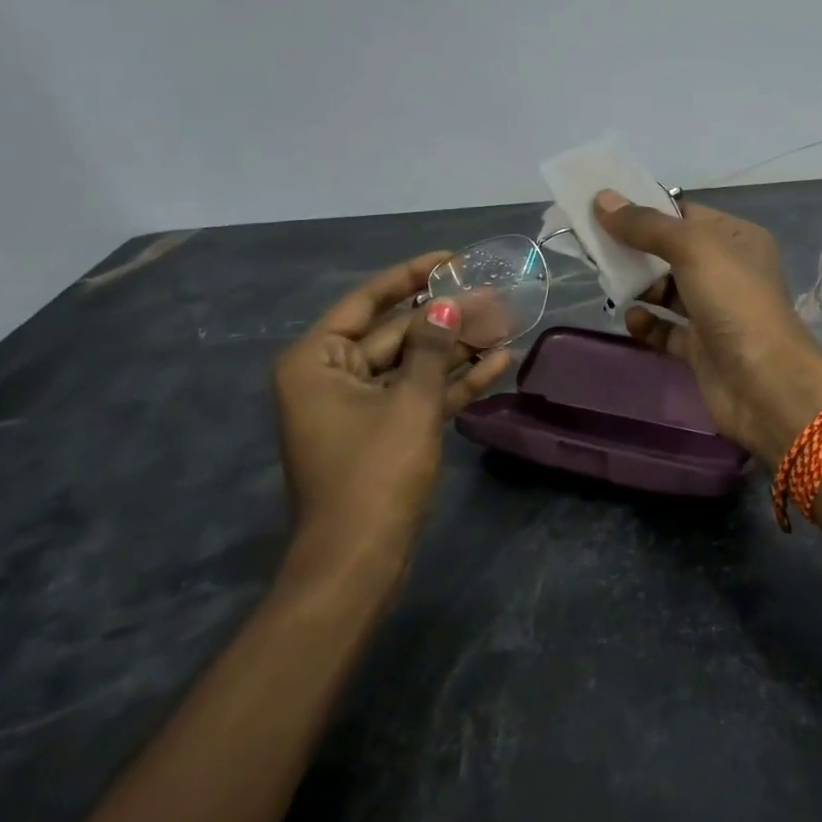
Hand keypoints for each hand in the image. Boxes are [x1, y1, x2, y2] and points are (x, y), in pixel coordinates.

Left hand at [272, 252, 510, 584]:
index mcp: (316, 361)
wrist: (358, 563)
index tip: (452, 258)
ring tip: (505, 324)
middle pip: (395, 333)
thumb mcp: (409, 403)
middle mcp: (331, 377)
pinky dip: (452, 383)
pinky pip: (417, 396)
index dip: (411, 276)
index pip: (367, 302)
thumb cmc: (374, 473)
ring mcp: (358, 408)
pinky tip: (497, 364)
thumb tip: (446, 305)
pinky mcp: (382, 434)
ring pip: (412, 365)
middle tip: (493, 293)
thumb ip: (430, 348)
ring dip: (456, 349)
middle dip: (445, 317)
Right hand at [595, 191, 821, 464]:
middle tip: (597, 248)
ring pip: (667, 291)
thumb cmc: (733, 300)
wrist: (764, 382)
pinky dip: (647, 324)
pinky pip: (666, 329)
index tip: (605, 208)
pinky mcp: (701, 348)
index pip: (686, 214)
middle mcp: (728, 271)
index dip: (648, 209)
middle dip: (636, 250)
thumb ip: (646, 224)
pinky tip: (632, 320)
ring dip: (638, 287)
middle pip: (672, 252)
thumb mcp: (692, 247)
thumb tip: (602, 199)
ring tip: (611, 285)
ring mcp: (715, 311)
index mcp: (737, 238)